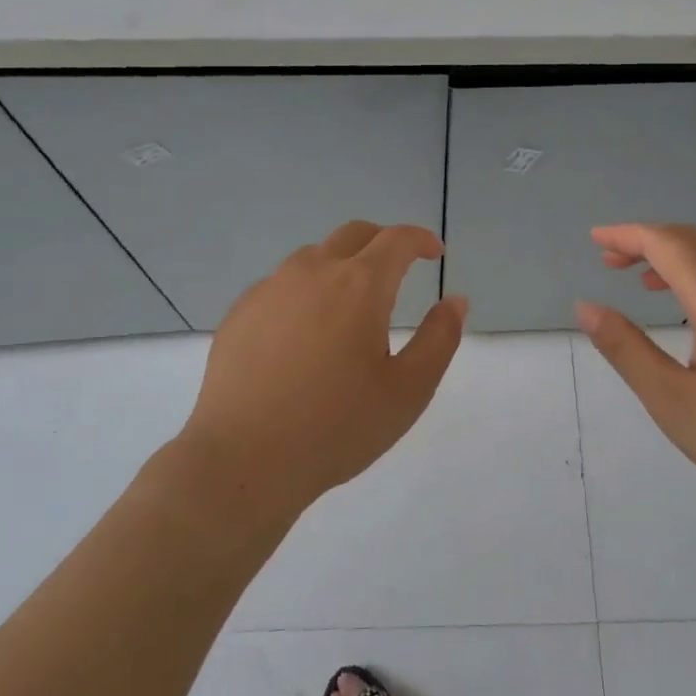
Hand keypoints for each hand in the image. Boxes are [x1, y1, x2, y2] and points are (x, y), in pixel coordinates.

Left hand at [181, 220, 467, 513]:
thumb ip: (439, 339)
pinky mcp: (240, 312)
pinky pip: (280, 285)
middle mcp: (313, 272)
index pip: (396, 240)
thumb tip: (455, 300)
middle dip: (382, 243)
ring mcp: (270, 289)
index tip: (433, 253)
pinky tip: (302, 334)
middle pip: (354, 235)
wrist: (243, 459)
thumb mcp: (408, 391)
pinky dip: (304, 292)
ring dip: (341, 266)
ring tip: (349, 306)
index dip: (420, 239)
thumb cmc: (337, 428)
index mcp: (360, 286)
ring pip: (313, 257)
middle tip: (397, 270)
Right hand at [575, 223, 695, 521]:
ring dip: (677, 259)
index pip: (666, 242)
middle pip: (694, 241)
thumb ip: (626, 349)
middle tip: (610, 259)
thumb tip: (586, 307)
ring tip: (644, 282)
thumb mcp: (675, 401)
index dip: (627, 235)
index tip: (595, 239)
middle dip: (648, 242)